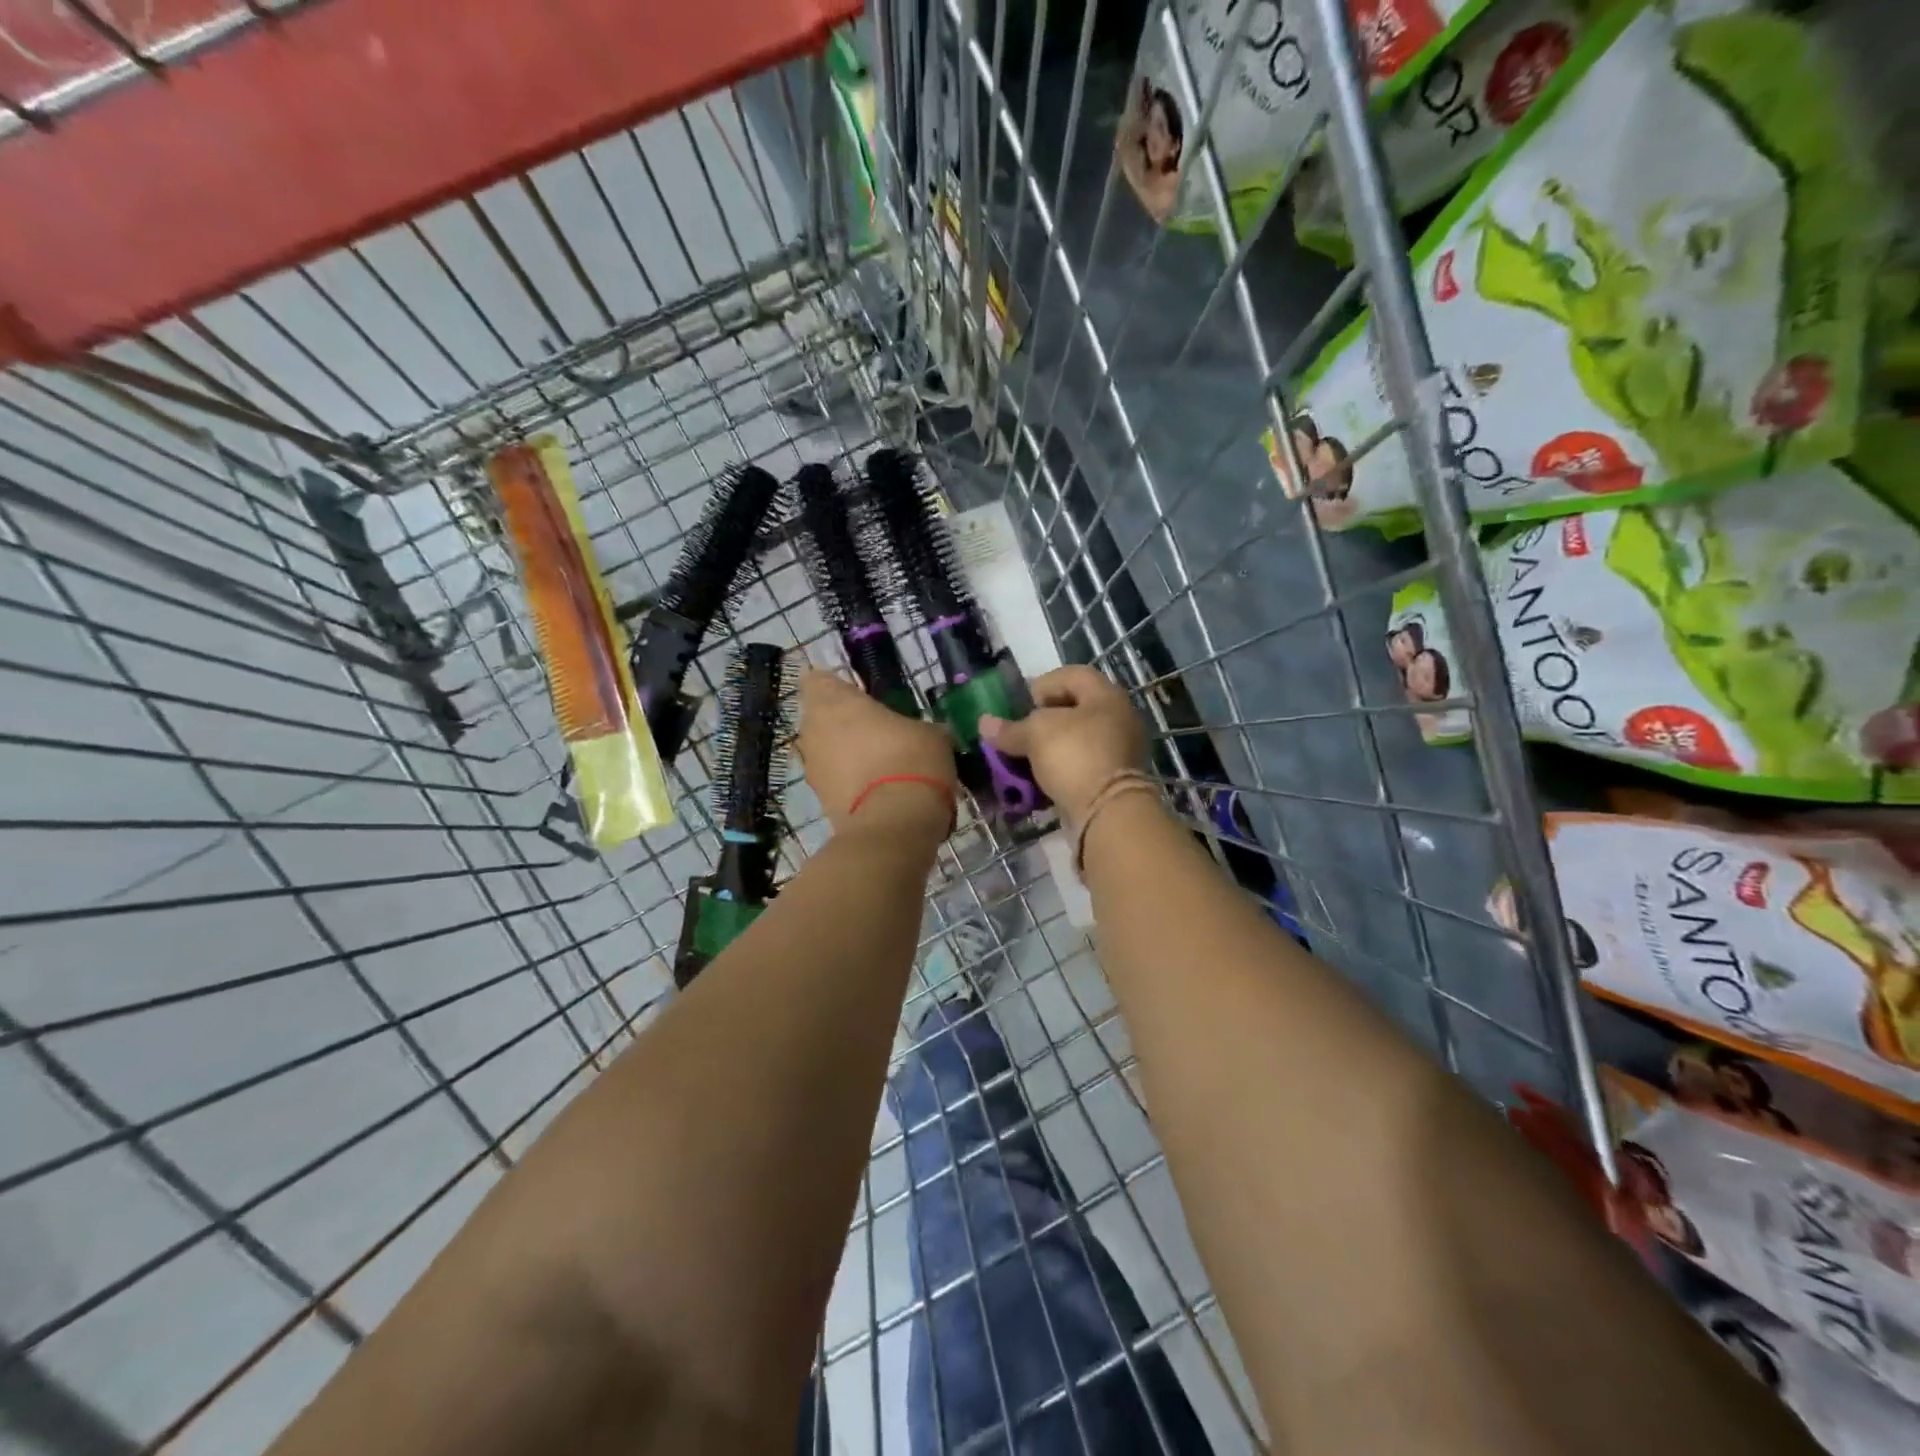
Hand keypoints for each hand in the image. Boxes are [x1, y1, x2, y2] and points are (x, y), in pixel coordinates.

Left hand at [797, 669, 956, 836]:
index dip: (835, 686)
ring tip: (880, 763)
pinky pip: (834, 781)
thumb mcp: (931, 735)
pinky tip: (878, 790)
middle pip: (819, 718)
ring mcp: (813, 768)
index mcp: (834, 702)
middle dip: (841, 722)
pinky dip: (849, 782)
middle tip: (875, 729)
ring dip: (844, 754)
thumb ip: (916, 727)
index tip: (859, 695)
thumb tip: (922, 735)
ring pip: (825, 751)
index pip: (817, 679)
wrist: (893, 826)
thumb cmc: (910, 761)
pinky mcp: (820, 801)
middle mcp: (813, 731)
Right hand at [978, 665, 1149, 826]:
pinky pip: (1084, 765)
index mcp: (1106, 696)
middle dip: (1045, 719)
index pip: (1073, 675)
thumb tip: (984, 723)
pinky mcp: (1116, 780)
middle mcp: (1119, 718)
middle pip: (1077, 708)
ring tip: (1027, 758)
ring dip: (1052, 747)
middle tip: (1023, 732)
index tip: (1024, 704)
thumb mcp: (1035, 735)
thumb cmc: (1074, 755)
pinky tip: (1042, 780)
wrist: (1108, 811)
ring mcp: (1121, 750)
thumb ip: (1010, 729)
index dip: (1044, 684)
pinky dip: (1063, 769)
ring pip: (1079, 740)